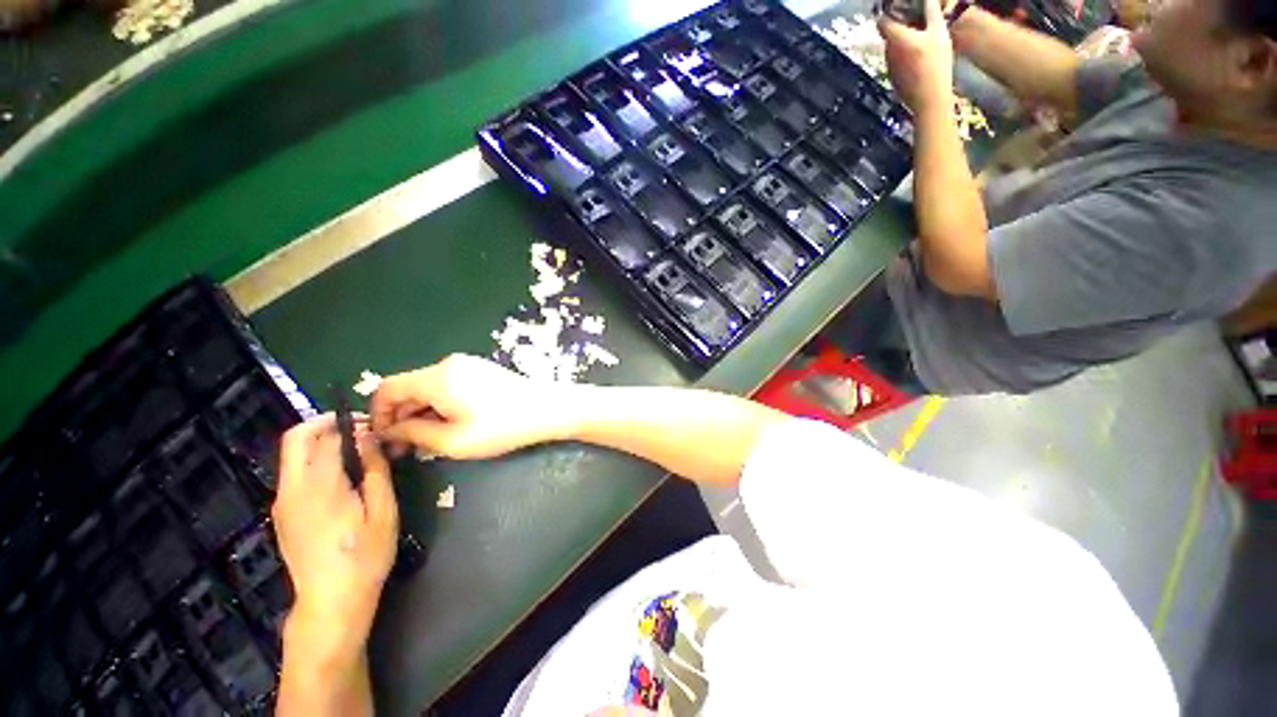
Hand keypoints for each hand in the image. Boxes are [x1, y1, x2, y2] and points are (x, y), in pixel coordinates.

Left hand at [273, 414, 398, 664]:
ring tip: (355, 452)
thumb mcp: (382, 509)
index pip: (325, 436)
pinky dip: (314, 462)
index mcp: (319, 486)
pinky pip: (294, 474)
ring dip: (320, 442)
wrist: (331, 601)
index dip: (351, 424)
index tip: (375, 426)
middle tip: (358, 427)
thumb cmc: (365, 554)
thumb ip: (375, 469)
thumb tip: (370, 438)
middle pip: (296, 438)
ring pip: (292, 456)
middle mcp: (292, 489)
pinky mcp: (282, 515)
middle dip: (325, 424)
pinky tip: (341, 477)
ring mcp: (282, 503)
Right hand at [370, 354, 571, 459]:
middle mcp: (448, 364)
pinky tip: (450, 425)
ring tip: (429, 440)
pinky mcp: (480, 370)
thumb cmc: (501, 427)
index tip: (385, 440)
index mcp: (437, 377)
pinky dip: (440, 404)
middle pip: (409, 387)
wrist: (547, 409)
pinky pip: (447, 385)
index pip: (387, 388)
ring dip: (421, 412)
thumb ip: (414, 433)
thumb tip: (390, 430)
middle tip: (406, 448)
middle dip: (401, 417)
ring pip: (428, 387)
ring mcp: (467, 365)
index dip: (378, 414)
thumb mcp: (453, 441)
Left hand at [879, 0, 955, 114]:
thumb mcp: (939, 33)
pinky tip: (917, 59)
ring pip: (892, 49)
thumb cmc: (936, 64)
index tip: (896, 9)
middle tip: (914, 23)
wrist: (929, 98)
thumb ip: (931, 13)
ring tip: (919, 40)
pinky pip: (896, 62)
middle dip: (898, 28)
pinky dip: (903, 57)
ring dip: (901, 43)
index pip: (882, 21)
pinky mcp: (893, 79)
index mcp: (897, 39)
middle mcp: (888, 53)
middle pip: (888, 35)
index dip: (887, 13)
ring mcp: (889, 67)